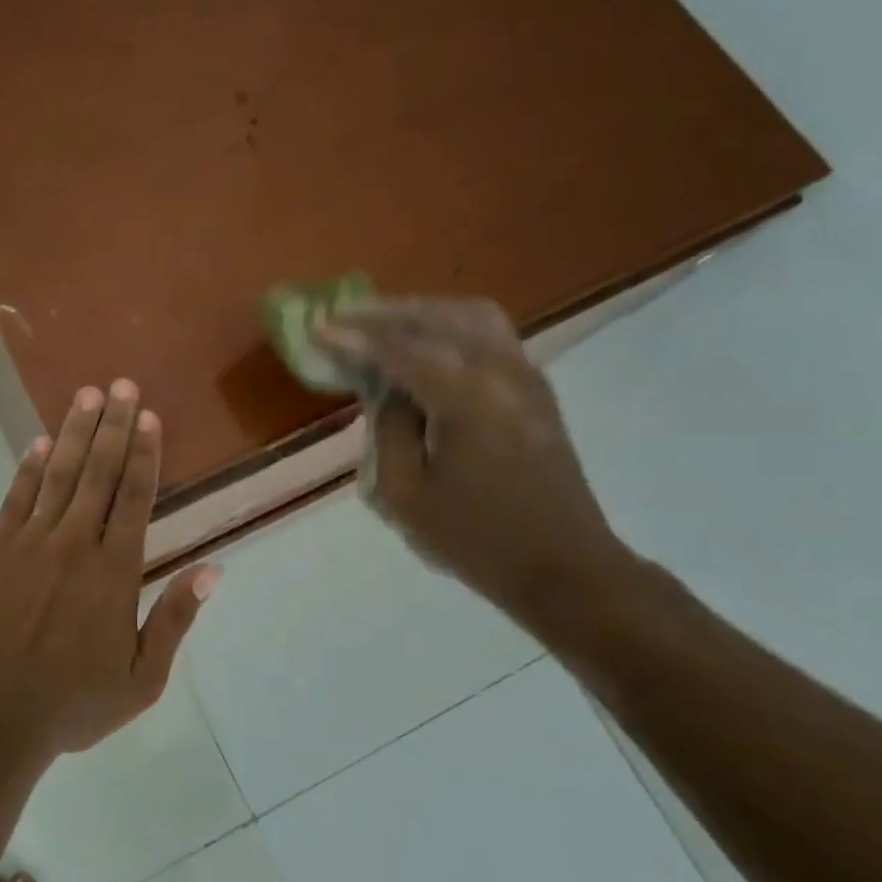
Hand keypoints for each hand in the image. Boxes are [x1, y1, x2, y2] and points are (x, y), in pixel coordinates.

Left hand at [0, 379, 219, 757]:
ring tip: (88, 395)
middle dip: (115, 425)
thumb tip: (212, 569)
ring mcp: (31, 541)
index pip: (136, 496)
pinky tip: (38, 441)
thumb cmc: (75, 701)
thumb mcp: (142, 677)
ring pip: (59, 474)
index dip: (146, 453)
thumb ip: (175, 618)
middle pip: (100, 472)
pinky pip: (16, 497)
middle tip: (123, 384)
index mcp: (116, 569)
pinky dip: (28, 467)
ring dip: (76, 432)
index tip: (150, 416)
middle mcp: (77, 542)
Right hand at [317, 297, 628, 612]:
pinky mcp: (534, 389)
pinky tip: (423, 343)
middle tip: (342, 320)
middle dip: (384, 314)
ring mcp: (525, 375)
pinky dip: (448, 325)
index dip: (353, 336)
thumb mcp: (405, 494)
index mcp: (466, 398)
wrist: (564, 568)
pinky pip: (488, 333)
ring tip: (380, 324)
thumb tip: (387, 391)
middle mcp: (500, 371)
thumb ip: (388, 430)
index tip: (317, 329)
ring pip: (468, 315)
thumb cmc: (476, 539)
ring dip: (419, 313)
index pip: (399, 349)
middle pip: (436, 317)